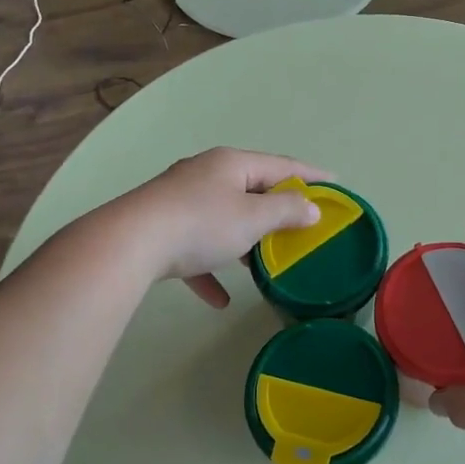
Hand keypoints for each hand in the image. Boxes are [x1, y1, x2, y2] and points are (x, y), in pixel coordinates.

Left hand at [122, 147, 332, 306]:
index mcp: (231, 164)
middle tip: (301, 226)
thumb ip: (286, 211)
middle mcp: (205, 175)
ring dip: (245, 239)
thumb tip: (311, 208)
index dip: (311, 175)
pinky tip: (220, 299)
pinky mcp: (161, 229)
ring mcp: (179, 201)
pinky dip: (210, 268)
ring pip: (223, 218)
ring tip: (265, 261)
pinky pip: (195, 247)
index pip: (282, 165)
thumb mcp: (253, 218)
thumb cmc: (201, 224)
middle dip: (276, 210)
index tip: (335, 183)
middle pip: (251, 189)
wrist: (129, 244)